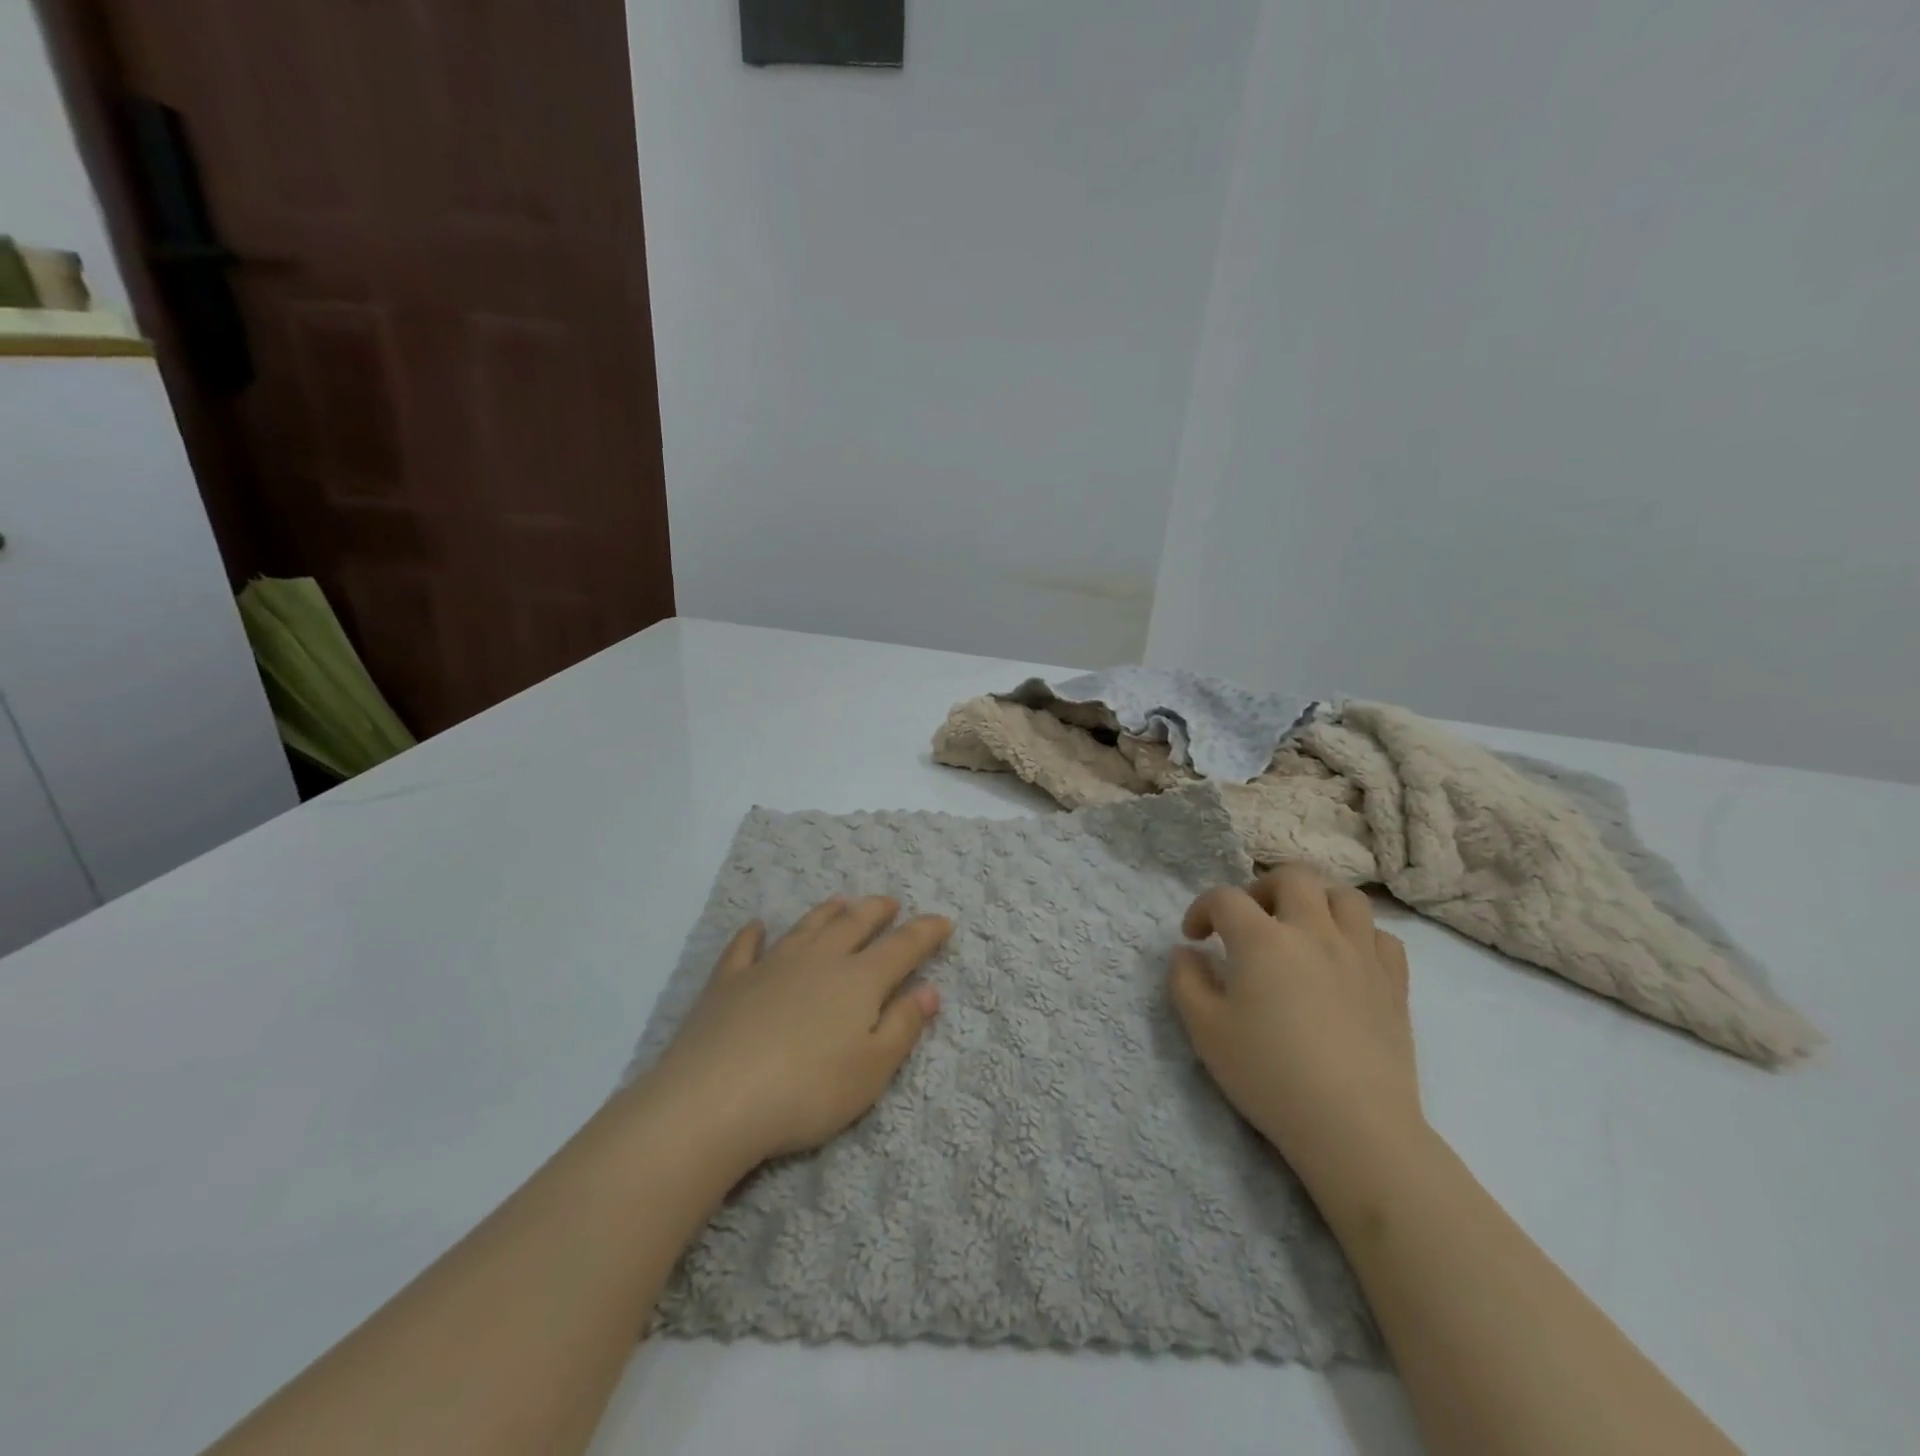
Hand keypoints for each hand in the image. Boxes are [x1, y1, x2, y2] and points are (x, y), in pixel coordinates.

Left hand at [639, 896, 949, 1168]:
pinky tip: (757, 926)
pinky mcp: (729, 980)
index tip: (943, 922)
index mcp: (859, 980)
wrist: (715, 1099)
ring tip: (841, 902)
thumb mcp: (872, 1070)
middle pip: (854, 924)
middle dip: (877, 910)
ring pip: (807, 926)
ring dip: (828, 912)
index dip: (926, 932)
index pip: (902, 947)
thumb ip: (903, 1025)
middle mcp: (819, 960)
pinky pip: (745, 947)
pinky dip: (754, 934)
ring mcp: (771, 965)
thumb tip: (930, 989)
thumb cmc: (807, 1090)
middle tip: (890, 902)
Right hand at [1169, 864, 1422, 1190]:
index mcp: (1262, 939)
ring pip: (1345, 896)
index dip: (1202, 909)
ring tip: (1301, 928)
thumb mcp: (1205, 1031)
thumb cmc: (1269, 1075)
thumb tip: (1186, 952)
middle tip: (1250, 920)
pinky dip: (1359, 936)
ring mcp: (1360, 954)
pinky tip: (1344, 959)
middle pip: (1292, 877)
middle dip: (1262, 887)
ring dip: (1317, 901)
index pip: (1225, 898)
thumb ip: (1186, 982)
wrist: (1354, 1126)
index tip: (1194, 937)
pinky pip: (1381, 936)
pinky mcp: (1393, 983)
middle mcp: (1313, 932)